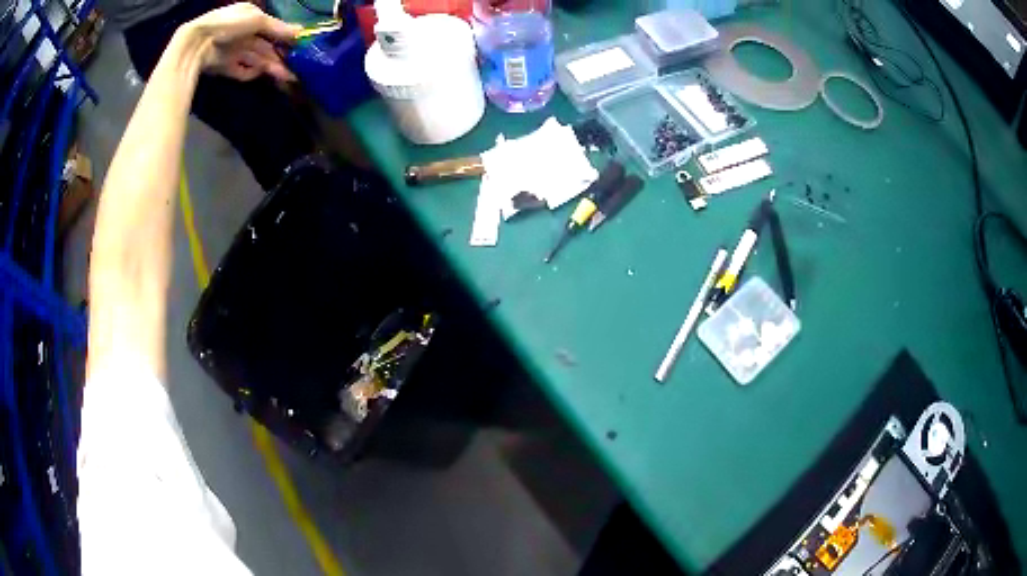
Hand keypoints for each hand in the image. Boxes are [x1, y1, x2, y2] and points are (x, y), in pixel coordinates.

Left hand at [182, 3, 300, 81]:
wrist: (197, 44)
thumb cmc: (229, 24)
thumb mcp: (257, 20)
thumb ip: (278, 28)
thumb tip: (301, 33)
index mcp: (251, 17)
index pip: (272, 28)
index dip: (285, 38)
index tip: (300, 47)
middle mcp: (243, 33)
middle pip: (265, 47)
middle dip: (280, 57)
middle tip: (297, 69)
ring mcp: (234, 51)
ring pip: (256, 60)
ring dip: (270, 67)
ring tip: (286, 77)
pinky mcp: (225, 67)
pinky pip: (241, 71)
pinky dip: (249, 73)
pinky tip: (257, 74)